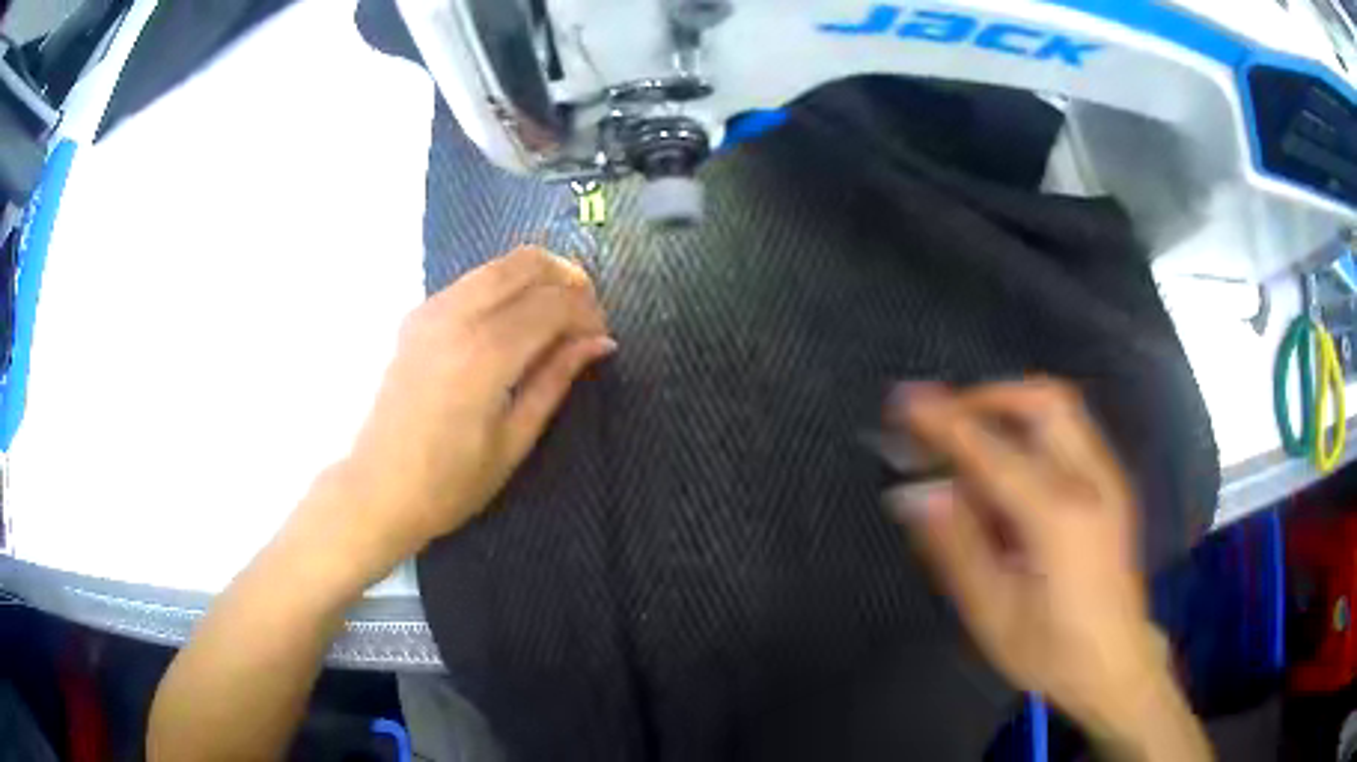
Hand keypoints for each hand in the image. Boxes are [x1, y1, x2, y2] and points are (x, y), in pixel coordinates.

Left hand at [326, 246, 614, 572]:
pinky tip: (512, 323)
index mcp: (485, 354)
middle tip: (584, 316)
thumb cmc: (450, 482)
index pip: (553, 303)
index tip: (601, 339)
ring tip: (554, 317)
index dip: (588, 313)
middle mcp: (457, 316)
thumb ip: (556, 379)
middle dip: (568, 279)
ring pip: (498, 264)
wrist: (379, 488)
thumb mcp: (514, 440)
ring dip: (536, 278)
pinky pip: (472, 281)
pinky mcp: (417, 315)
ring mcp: (431, 310)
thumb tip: (599, 342)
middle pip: (527, 263)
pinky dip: (504, 286)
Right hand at [882, 380, 1167, 735]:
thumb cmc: (1051, 650)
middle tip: (948, 422)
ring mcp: (1109, 479)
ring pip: (1061, 409)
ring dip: (1011, 410)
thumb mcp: (993, 612)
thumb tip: (917, 493)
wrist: (1116, 664)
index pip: (994, 450)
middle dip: (989, 398)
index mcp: (1058, 516)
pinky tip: (1011, 473)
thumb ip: (957, 547)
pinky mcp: (1114, 485)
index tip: (907, 401)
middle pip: (1043, 401)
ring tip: (973, 443)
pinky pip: (1072, 433)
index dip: (945, 421)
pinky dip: (1033, 431)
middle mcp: (1091, 481)